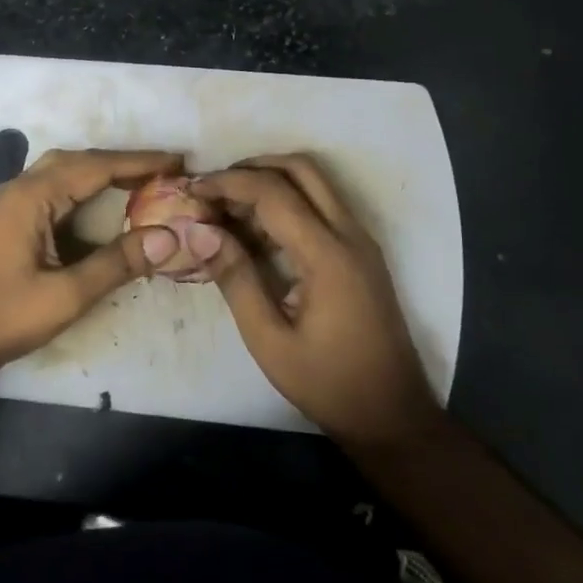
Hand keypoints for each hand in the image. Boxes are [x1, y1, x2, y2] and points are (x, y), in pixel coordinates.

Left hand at [0, 148, 184, 386]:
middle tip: (163, 171)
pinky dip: (79, 189)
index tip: (177, 161)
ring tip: (139, 183)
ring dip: (98, 173)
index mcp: (30, 197)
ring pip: (59, 173)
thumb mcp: (66, 295)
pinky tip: (96, 206)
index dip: (139, 163)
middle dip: (121, 163)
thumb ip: (117, 263)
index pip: (95, 166)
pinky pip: (47, 190)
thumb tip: (169, 238)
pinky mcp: (2, 220)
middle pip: (76, 161)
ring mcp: (5, 203)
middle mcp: (16, 189)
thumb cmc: (2, 317)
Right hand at [193, 154, 439, 454]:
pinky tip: (255, 230)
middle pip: (301, 168)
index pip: (273, 192)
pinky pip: (322, 205)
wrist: (391, 415)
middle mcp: (351, 235)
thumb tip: (198, 231)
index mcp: (328, 256)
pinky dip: (287, 201)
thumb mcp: (268, 339)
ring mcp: (360, 241)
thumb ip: (235, 278)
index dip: (227, 183)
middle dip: (252, 167)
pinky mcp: (360, 252)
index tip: (191, 190)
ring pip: (314, 182)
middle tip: (212, 189)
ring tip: (226, 208)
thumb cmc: (326, 383)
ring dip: (270, 181)